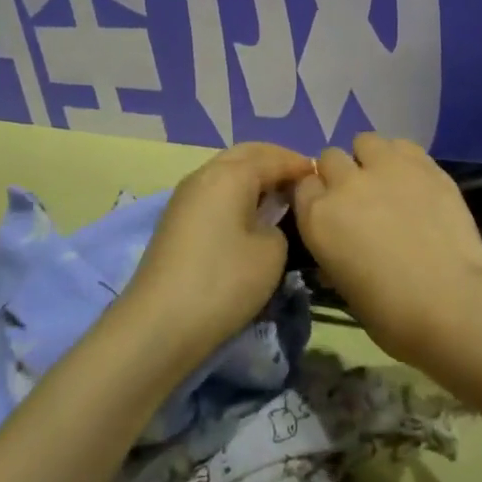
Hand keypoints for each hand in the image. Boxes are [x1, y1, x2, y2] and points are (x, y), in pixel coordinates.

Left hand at [123, 142, 316, 358]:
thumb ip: (279, 225)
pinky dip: (237, 193)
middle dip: (275, 161)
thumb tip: (267, 222)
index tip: (323, 178)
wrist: (159, 326)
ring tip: (280, 198)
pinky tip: (251, 215)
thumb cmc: (223, 282)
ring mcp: (185, 196)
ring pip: (227, 171)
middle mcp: (205, 174)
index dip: (300, 165)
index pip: (274, 157)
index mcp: (231, 174)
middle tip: (301, 181)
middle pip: (246, 155)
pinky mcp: (176, 220)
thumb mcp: (272, 253)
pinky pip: (215, 191)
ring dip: (254, 177)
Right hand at [290, 133, 481, 365]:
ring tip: (388, 182)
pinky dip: (402, 158)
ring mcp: (385, 167)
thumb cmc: (393, 314)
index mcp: (318, 218)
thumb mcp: (346, 288)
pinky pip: (402, 145)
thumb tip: (341, 246)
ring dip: (370, 158)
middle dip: (341, 174)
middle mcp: (345, 183)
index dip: (317, 196)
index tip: (331, 211)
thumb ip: (336, 253)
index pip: (303, 186)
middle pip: (331, 158)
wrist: (452, 302)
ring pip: (365, 141)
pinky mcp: (422, 163)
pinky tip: (415, 180)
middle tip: (361, 198)